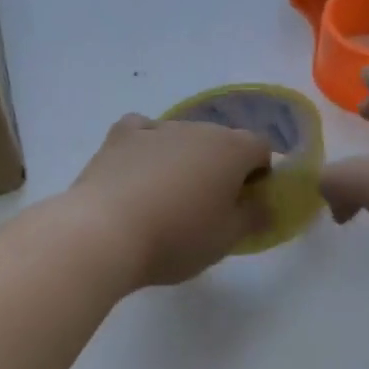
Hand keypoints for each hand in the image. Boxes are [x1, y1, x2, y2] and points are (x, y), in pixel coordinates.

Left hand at [66, 114, 271, 287]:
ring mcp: (156, 128)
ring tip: (167, 197)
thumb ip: (254, 218)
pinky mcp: (120, 136)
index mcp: (231, 149)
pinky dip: (147, 146)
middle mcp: (197, 128)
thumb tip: (265, 205)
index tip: (246, 203)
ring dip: (184, 159)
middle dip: (221, 167)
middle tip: (207, 207)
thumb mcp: (226, 240)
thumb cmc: (176, 239)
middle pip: (221, 141)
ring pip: (182, 137)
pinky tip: (139, 170)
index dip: (259, 174)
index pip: (261, 149)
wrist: (104, 233)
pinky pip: (143, 131)